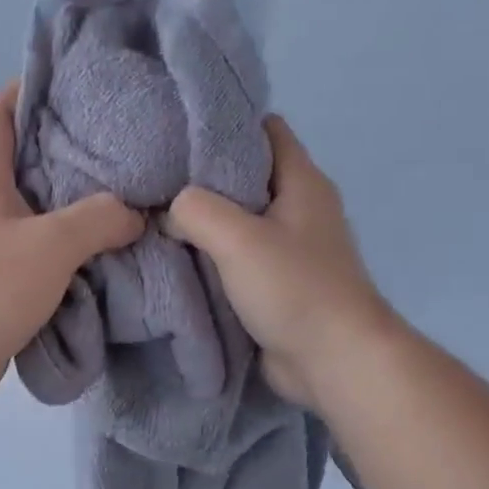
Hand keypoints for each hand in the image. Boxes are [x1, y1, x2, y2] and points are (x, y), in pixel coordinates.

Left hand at [0, 82, 143, 411]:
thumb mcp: (51, 244)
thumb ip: (99, 219)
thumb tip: (136, 214)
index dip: (28, 88)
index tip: (74, 84)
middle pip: (22, 160)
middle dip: (67, 150)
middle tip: (120, 147)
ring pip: (33, 212)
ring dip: (71, 208)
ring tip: (122, 200)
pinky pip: (35, 254)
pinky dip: (65, 252)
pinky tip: (101, 255)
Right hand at [166, 116, 389, 407]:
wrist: (332, 361)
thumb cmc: (294, 289)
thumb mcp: (237, 238)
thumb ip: (195, 211)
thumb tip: (168, 211)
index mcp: (302, 182)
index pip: (264, 129)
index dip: (224, 127)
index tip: (178, 136)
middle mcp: (299, 208)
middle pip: (246, 175)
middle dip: (203, 178)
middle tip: (155, 181)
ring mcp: (290, 248)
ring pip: (239, 219)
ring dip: (204, 222)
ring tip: (156, 218)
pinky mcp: (278, 283)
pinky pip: (238, 257)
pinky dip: (212, 256)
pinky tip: (178, 259)